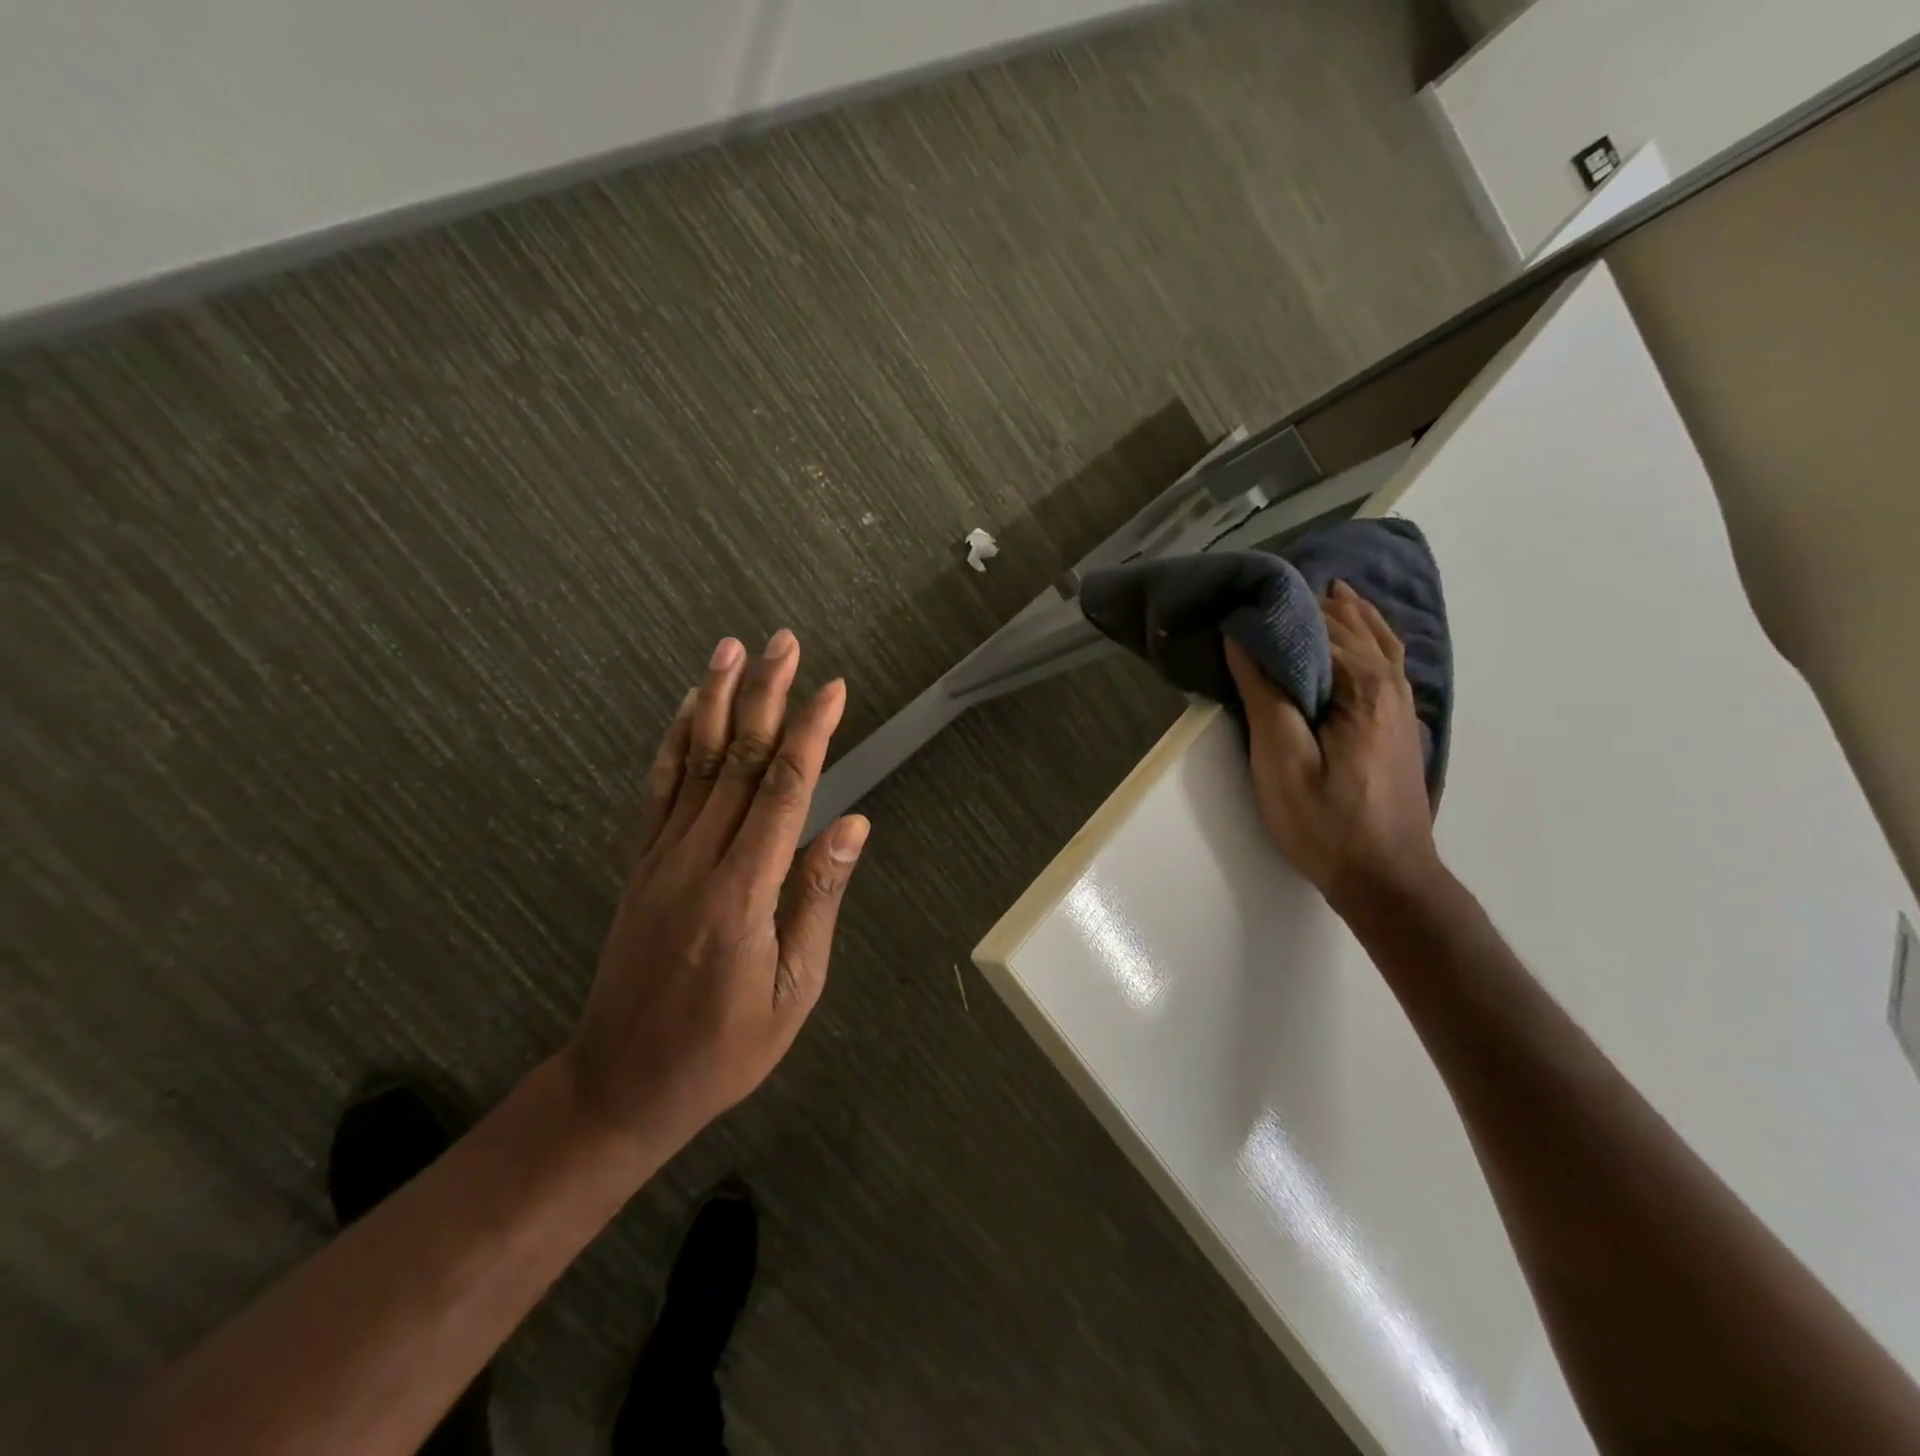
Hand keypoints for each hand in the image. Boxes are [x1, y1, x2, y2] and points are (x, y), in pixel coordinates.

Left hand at [563, 630, 868, 1156]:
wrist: (620, 1085)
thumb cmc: (723, 1050)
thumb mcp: (793, 991)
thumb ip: (818, 899)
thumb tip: (851, 824)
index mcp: (743, 894)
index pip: (785, 791)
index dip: (811, 733)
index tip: (833, 688)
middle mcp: (697, 861)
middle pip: (739, 760)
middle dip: (767, 696)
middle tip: (786, 642)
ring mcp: (660, 858)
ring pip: (695, 763)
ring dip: (717, 700)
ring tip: (733, 649)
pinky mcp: (641, 864)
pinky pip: (659, 790)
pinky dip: (676, 742)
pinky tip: (690, 709)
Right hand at [1224, 582, 1439, 914]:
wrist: (1387, 878)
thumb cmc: (1326, 822)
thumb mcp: (1281, 761)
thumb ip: (1264, 694)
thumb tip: (1243, 638)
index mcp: (1362, 686)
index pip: (1316, 627)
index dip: (1276, 610)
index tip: (1238, 599)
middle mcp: (1389, 683)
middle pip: (1348, 626)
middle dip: (1309, 604)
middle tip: (1262, 590)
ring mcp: (1402, 703)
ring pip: (1375, 639)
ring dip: (1345, 613)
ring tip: (1317, 591)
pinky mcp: (1401, 722)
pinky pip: (1386, 659)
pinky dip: (1369, 635)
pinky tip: (1359, 633)